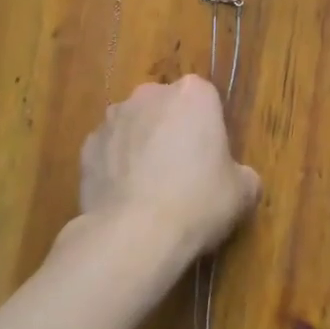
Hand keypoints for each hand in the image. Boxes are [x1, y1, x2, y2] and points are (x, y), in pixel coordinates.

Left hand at [69, 75, 260, 276]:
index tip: (211, 157)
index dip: (209, 128)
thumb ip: (243, 174)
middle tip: (182, 172)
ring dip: (141, 146)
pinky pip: (108, 151)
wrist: (134, 233)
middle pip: (166, 107)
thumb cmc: (198, 202)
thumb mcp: (242, 193)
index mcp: (193, 94)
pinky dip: (115, 167)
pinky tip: (124, 198)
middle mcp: (149, 95)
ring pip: (134, 127)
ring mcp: (112, 119)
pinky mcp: (86, 147)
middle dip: (172, 131)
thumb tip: (239, 178)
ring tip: (149, 189)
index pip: (205, 99)